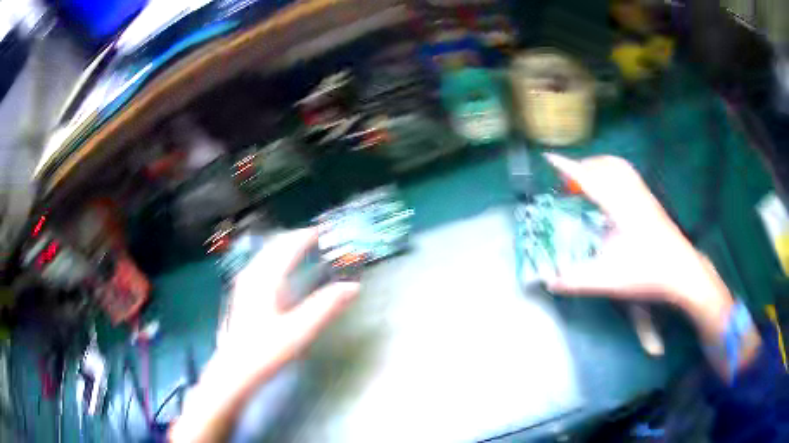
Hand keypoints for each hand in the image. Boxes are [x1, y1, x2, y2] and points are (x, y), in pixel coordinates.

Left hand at [171, 229, 358, 441]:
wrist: (235, 370)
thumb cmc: (266, 350)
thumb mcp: (300, 330)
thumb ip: (326, 307)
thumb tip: (352, 287)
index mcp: (266, 279)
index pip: (287, 248)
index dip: (305, 237)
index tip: (321, 231)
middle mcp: (252, 276)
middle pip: (274, 248)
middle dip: (293, 239)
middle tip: (313, 238)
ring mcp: (244, 285)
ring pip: (265, 256)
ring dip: (283, 249)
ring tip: (298, 249)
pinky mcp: (241, 296)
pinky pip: (260, 267)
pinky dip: (274, 261)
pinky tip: (278, 272)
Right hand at [543, 154, 733, 339]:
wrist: (682, 273)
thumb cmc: (648, 273)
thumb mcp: (609, 280)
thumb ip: (577, 281)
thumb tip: (550, 282)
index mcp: (620, 207)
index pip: (589, 179)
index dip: (567, 168)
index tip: (548, 157)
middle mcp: (632, 194)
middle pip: (606, 165)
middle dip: (584, 166)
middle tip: (568, 181)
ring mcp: (644, 196)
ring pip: (619, 167)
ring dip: (600, 167)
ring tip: (587, 181)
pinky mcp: (651, 202)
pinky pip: (628, 175)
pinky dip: (613, 174)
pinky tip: (611, 193)